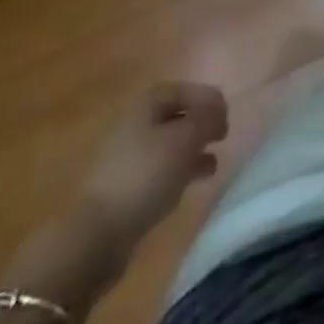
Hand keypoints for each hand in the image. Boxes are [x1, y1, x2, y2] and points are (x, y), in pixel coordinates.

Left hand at [0, 84, 227, 323]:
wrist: (95, 234)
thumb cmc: (144, 175)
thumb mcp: (185, 140)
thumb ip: (207, 119)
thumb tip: (218, 111)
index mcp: (146, 103)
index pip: (185, 90)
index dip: (209, 99)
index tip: (228, 118)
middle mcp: (135, 122)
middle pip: (176, 115)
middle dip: (201, 124)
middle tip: (222, 137)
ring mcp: (126, 156)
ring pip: (168, 144)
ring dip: (192, 150)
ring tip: (213, 164)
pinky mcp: (124, 187)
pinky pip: (158, 170)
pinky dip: (179, 171)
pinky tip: (192, 183)